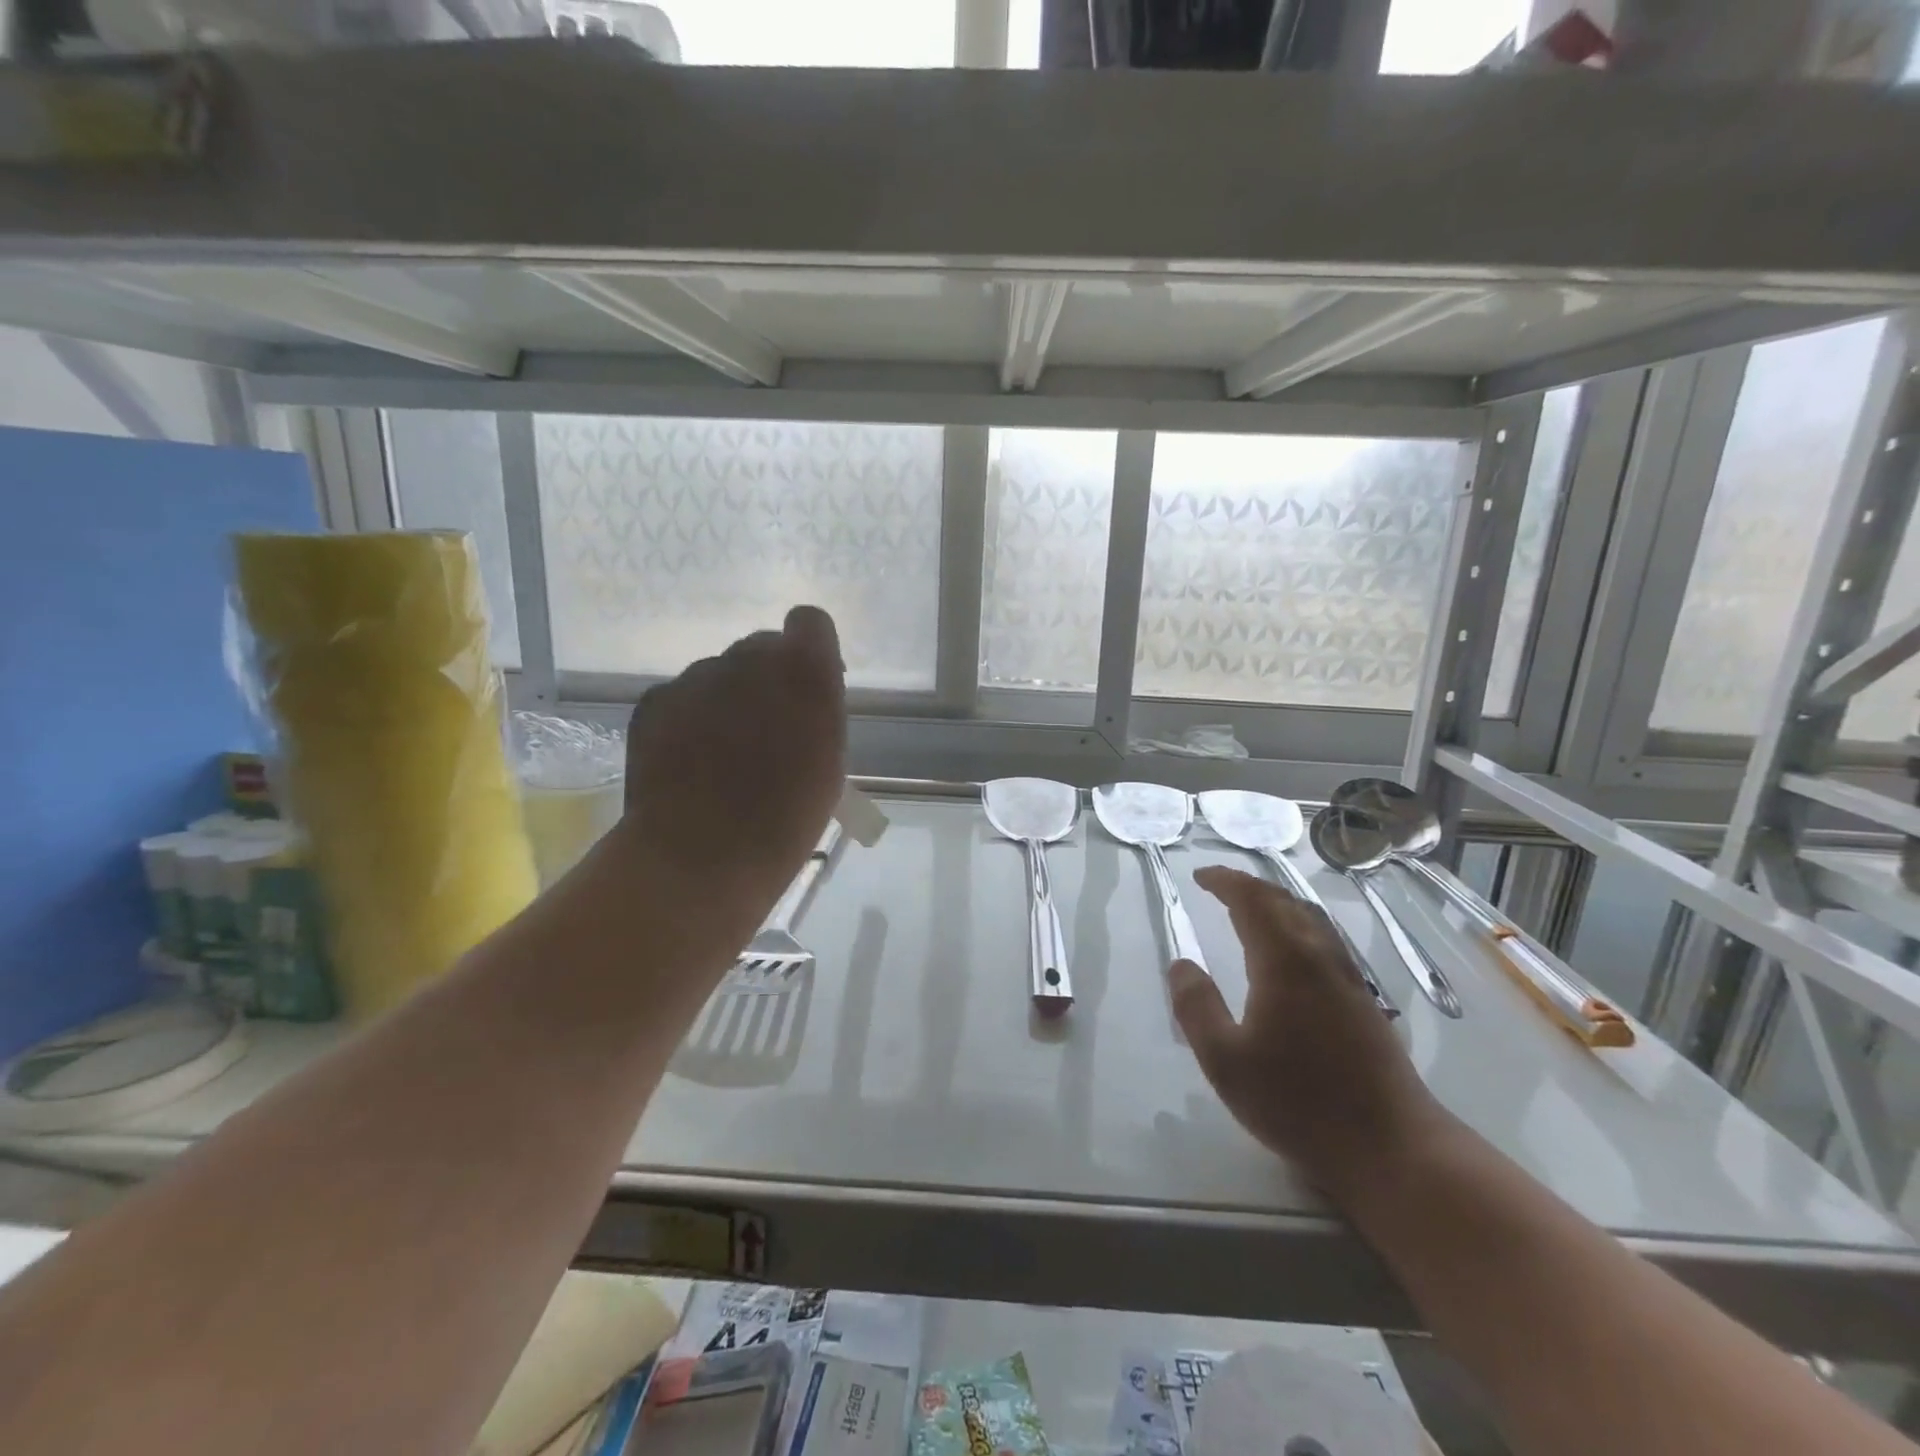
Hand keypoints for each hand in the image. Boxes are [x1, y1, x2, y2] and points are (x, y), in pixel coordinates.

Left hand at [618, 605, 846, 918]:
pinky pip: (681, 696)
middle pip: (760, 648)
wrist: (701, 856)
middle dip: (766, 679)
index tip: (809, 689)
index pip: (809, 622)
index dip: (810, 649)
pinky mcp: (653, 700)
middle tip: (765, 731)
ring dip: (727, 700)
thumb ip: (817, 710)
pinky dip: (689, 719)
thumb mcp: (829, 760)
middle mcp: (747, 659)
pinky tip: (689, 762)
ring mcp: (695, 676)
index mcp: (803, 671)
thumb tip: (799, 696)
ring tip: (722, 756)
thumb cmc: (786, 818)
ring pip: (718, 674)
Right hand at [1169, 866, 1446, 1205]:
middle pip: (1284, 902)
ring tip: (1250, 907)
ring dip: (1276, 902)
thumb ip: (1196, 1007)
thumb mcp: (1225, 1061)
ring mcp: (1348, 978)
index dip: (1225, 882)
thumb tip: (1181, 964)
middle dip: (1250, 886)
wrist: (1392, 1148)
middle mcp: (1320, 958)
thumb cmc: (1299, 1103)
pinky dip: (1297, 924)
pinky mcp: (1364, 1001)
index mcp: (1285, 962)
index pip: (1253, 901)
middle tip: (1219, 885)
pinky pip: (1325, 940)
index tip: (1200, 876)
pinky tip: (1291, 950)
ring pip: (1311, 919)